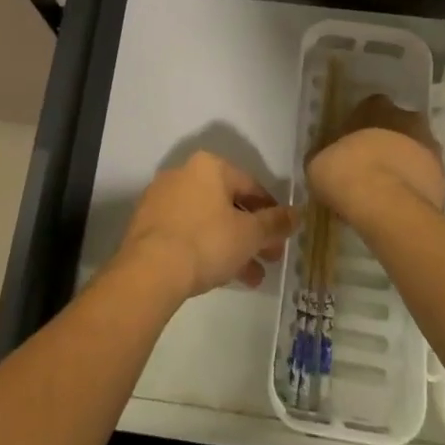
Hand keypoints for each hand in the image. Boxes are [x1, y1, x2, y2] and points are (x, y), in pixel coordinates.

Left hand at [116, 152, 295, 301]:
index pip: (250, 185)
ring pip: (208, 220)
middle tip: (270, 259)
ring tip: (252, 278)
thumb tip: (297, 213)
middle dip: (252, 234)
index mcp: (209, 166)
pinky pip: (187, 231)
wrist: (150, 269)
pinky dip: (206, 247)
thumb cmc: (207, 241)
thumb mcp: (249, 234)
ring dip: (232, 246)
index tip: (282, 235)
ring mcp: (162, 198)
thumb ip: (275, 222)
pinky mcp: (148, 223)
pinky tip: (221, 275)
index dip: (271, 211)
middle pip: (228, 203)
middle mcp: (184, 173)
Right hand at [308, 93, 444, 220]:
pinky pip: (425, 178)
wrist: (386, 205)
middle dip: (388, 143)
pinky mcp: (443, 178)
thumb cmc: (345, 172)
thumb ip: (325, 155)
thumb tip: (325, 161)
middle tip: (370, 167)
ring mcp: (430, 147)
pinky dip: (415, 187)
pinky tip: (398, 204)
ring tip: (385, 190)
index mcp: (376, 107)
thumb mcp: (319, 162)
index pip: (371, 107)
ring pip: (415, 152)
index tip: (352, 145)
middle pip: (398, 127)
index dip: (361, 127)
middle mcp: (407, 119)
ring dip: (404, 165)